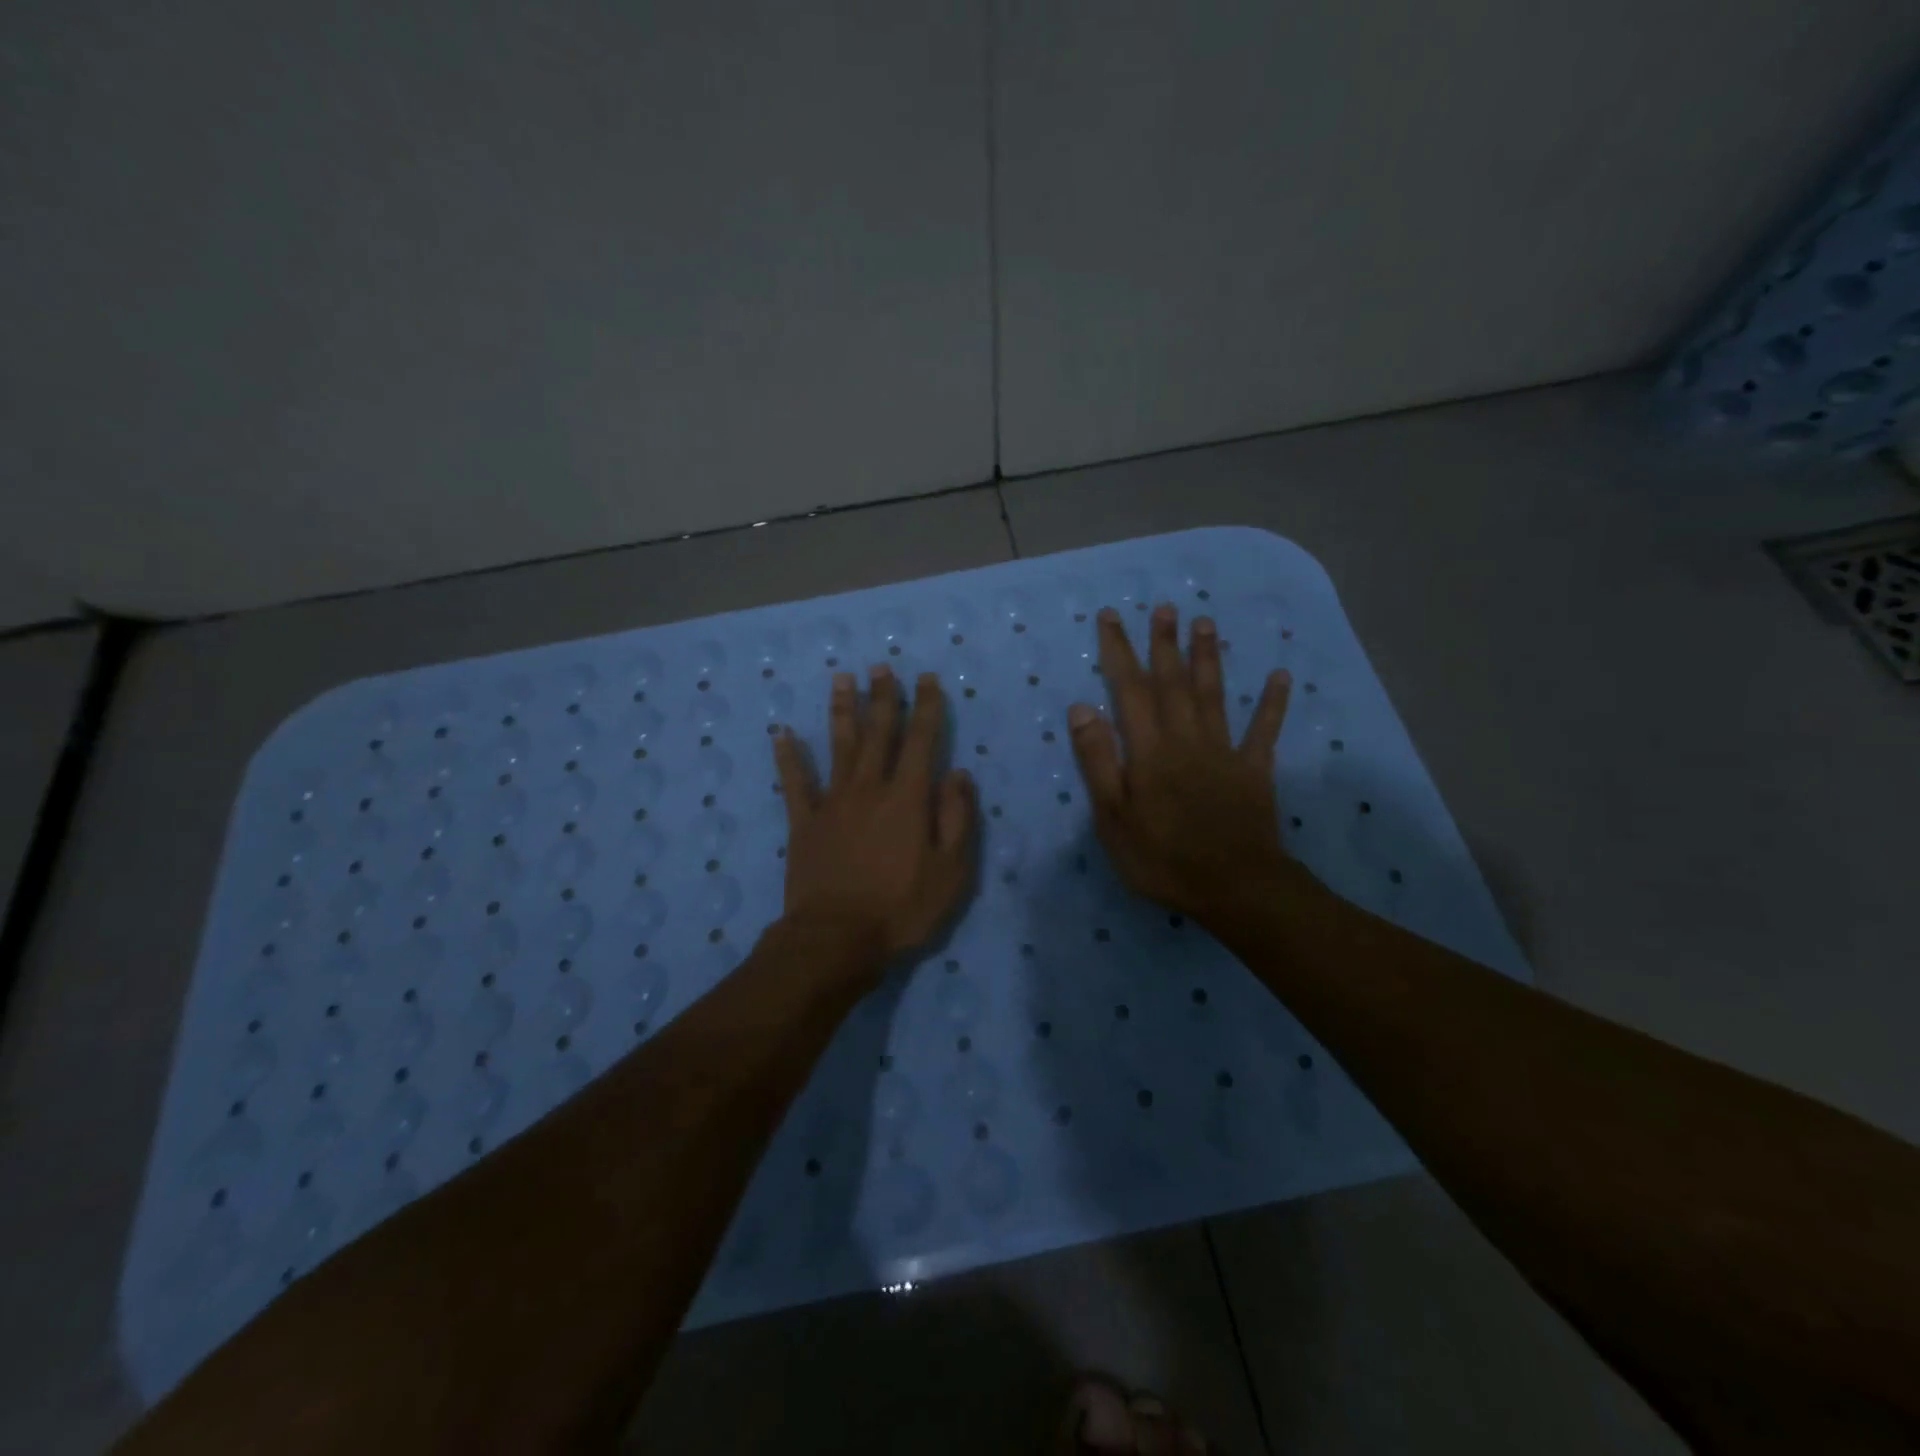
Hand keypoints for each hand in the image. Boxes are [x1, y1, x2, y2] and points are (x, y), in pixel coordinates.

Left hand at [773, 666, 977, 968]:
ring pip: (839, 746)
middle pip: (878, 733)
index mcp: (908, 798)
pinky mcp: (804, 823)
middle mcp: (869, 788)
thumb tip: (958, 774)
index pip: (921, 740)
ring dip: (842, 710)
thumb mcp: (951, 871)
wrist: (836, 939)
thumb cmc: (902, 908)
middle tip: (881, 666)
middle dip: (882, 697)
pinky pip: (795, 783)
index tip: (926, 678)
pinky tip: (782, 733)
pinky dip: (789, 757)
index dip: (925, 707)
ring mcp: (832, 803)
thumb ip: (957, 818)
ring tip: (842, 678)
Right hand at [1068, 603, 1297, 928]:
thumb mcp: (1113, 818)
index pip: (1129, 690)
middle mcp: (1186, 739)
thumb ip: (1098, 761)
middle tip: (1165, 606)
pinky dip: (1274, 703)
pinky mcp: (1254, 771)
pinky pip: (1264, 731)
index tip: (1112, 617)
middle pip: (1173, 683)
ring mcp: (1224, 752)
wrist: (1235, 888)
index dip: (1119, 651)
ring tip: (1205, 622)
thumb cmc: (1162, 858)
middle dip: (1165, 643)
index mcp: (1149, 750)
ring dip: (1207, 658)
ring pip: (1213, 695)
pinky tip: (1281, 676)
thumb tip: (1082, 708)